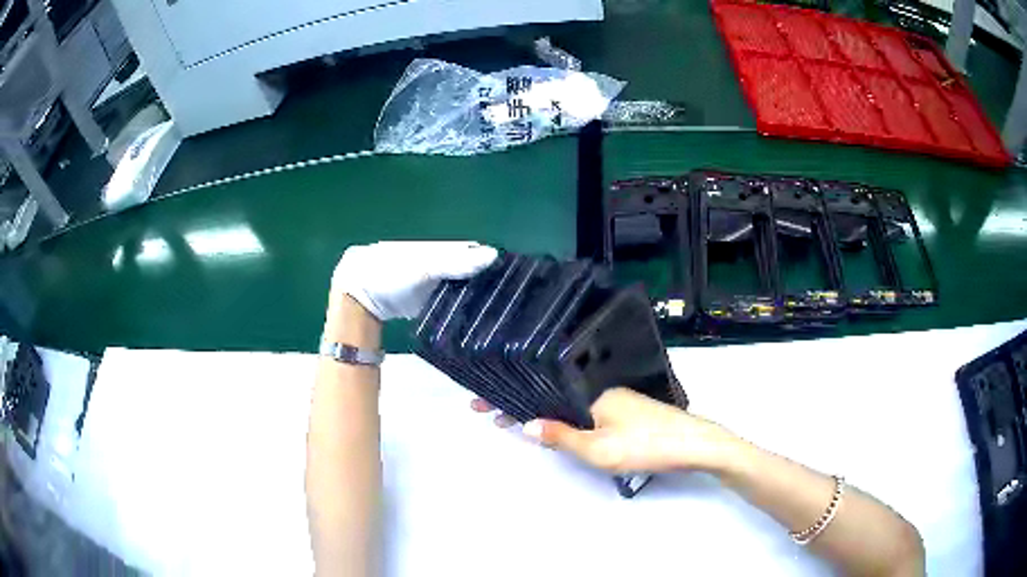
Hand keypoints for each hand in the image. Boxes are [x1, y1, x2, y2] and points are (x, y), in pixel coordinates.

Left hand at [331, 241, 497, 320]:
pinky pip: (450, 305)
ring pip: (461, 289)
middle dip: (485, 281)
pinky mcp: (427, 304)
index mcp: (440, 250)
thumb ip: (457, 262)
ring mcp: (433, 285)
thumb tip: (495, 254)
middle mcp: (440, 265)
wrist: (358, 297)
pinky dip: (460, 310)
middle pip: (469, 272)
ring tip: (499, 309)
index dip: (490, 262)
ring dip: (474, 297)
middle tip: (508, 297)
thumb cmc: (389, 273)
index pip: (473, 253)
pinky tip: (476, 319)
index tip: (511, 276)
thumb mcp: (424, 267)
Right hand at [476, 388, 738, 474]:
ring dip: (540, 412)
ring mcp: (615, 402)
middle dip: (520, 404)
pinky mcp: (626, 413)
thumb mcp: (599, 449)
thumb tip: (525, 425)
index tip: (481, 405)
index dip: (510, 399)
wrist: (695, 444)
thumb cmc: (645, 445)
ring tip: (512, 420)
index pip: (542, 394)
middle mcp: (600, 392)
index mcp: (591, 394)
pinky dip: (562, 420)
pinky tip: (555, 428)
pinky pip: (583, 413)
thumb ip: (562, 437)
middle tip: (490, 414)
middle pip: (553, 396)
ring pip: (568, 405)